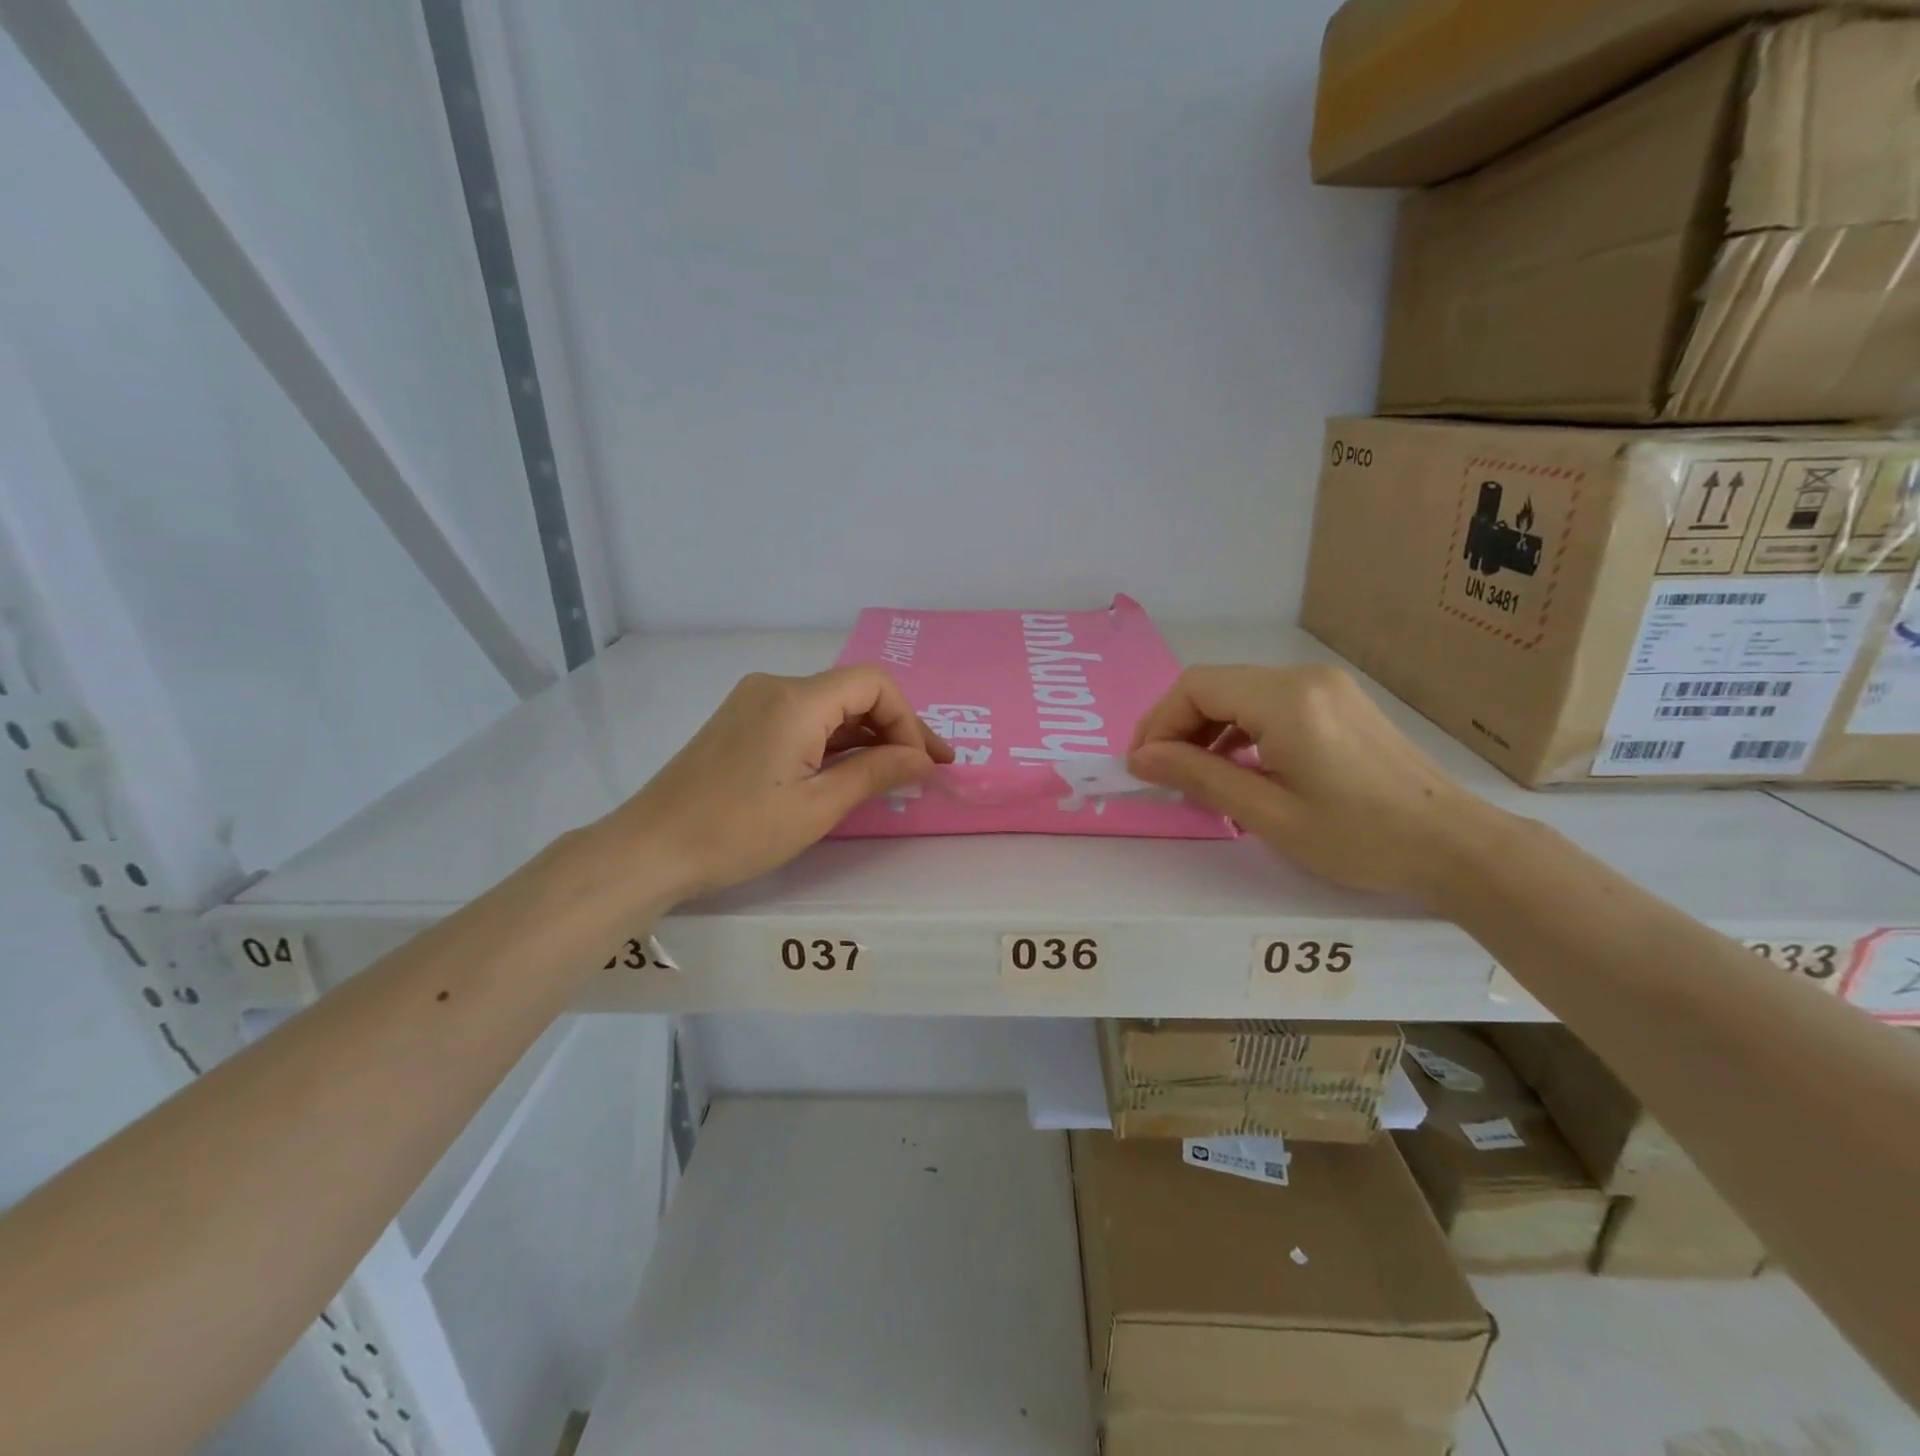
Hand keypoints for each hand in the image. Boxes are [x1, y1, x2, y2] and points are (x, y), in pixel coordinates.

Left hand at [607, 667, 951, 904]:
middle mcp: (775, 687)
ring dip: (865, 736)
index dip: (908, 720)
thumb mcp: (816, 807)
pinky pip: (803, 720)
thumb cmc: (736, 832)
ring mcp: (754, 702)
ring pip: (829, 707)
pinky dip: (833, 741)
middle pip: (853, 692)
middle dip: (894, 728)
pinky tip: (850, 769)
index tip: (922, 764)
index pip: (873, 684)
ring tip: (895, 774)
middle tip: (924, 769)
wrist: (649, 848)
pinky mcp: (743, 721)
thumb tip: (923, 760)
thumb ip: (875, 773)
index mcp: (795, 700)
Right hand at [1127, 664, 1499, 904]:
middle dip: (1177, 726)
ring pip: (1240, 694)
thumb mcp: (1268, 814)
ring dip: (1206, 729)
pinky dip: (1239, 729)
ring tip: (1194, 775)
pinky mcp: (1338, 701)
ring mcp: (1324, 686)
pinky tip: (1236, 765)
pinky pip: (1268, 704)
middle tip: (1161, 774)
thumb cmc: (1359, 838)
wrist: (1455, 845)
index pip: (1196, 687)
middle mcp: (1303, 678)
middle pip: (1215, 686)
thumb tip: (1141, 758)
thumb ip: (1199, 776)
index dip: (1157, 722)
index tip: (1141, 766)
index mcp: (1286, 699)